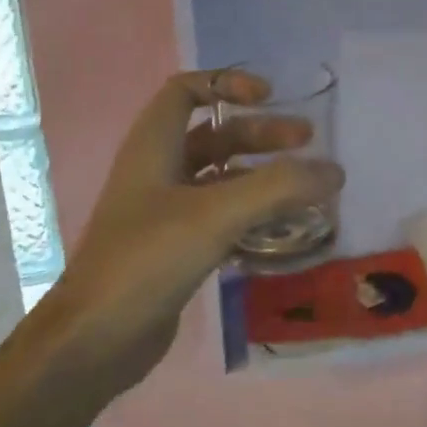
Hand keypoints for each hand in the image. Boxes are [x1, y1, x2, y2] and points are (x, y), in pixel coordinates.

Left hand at [35, 68, 343, 390]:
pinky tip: (283, 228)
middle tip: (307, 142)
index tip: (268, 97)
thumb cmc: (147, 260)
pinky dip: (251, 213)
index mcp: (153, 146)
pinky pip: (220, 215)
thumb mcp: (215, 214)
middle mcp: (157, 171)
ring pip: (220, 177)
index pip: (186, 90)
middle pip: (214, 134)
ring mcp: (164, 212)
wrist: (92, 342)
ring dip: (261, 175)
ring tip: (306, 187)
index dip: (227, 83)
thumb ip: (277, 188)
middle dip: (260, 134)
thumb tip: (334, 170)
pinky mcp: (174, 248)